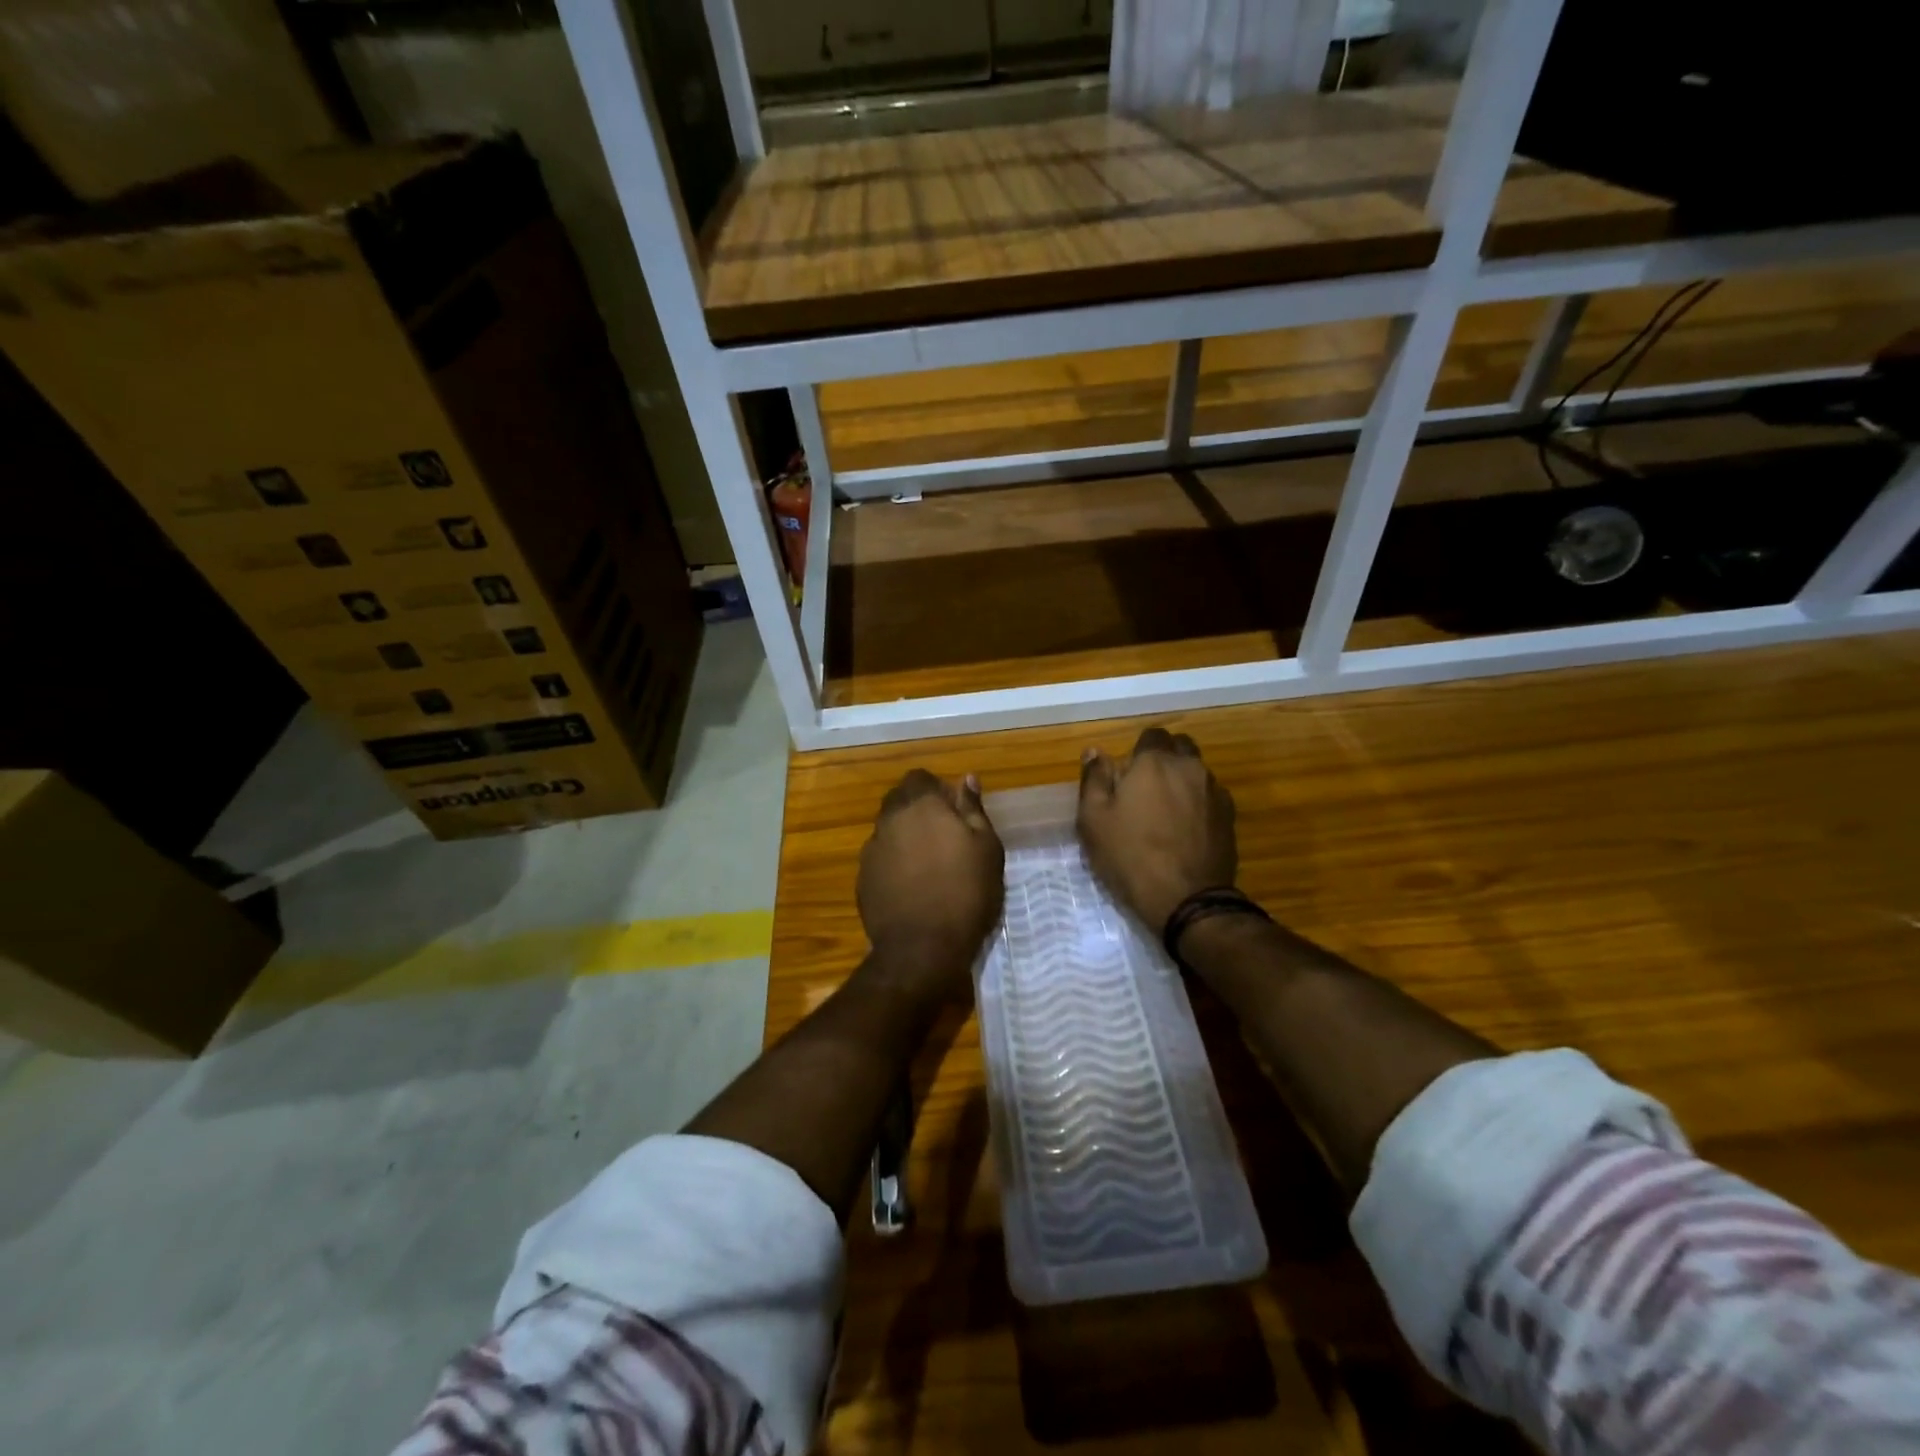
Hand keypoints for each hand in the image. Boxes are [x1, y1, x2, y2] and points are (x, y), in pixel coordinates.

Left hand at [857, 769, 1004, 990]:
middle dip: (917, 810)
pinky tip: (911, 887)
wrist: (923, 948)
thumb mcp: (986, 848)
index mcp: (920, 805)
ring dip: (904, 837)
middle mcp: (889, 820)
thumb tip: (966, 779)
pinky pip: (880, 859)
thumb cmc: (966, 893)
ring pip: (887, 830)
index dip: (935, 789)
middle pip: (898, 801)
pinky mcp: (862, 879)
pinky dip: (893, 864)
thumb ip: (973, 809)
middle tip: (943, 835)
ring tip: (928, 864)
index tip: (953, 810)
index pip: (918, 778)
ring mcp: (871, 850)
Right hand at [1078, 727, 1237, 930]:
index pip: (1152, 735)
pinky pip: (1211, 797)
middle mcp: (1190, 767)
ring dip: (1183, 781)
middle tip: (1146, 788)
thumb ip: (1094, 779)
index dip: (1139, 751)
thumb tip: (1095, 751)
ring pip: (1197, 772)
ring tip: (1167, 812)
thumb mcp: (1093, 819)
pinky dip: (1199, 803)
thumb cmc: (1130, 856)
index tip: (1127, 775)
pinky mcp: (1230, 817)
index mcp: (1155, 762)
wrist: (1186, 899)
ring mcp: (1214, 792)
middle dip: (1165, 759)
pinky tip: (1186, 829)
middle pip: (1180, 747)